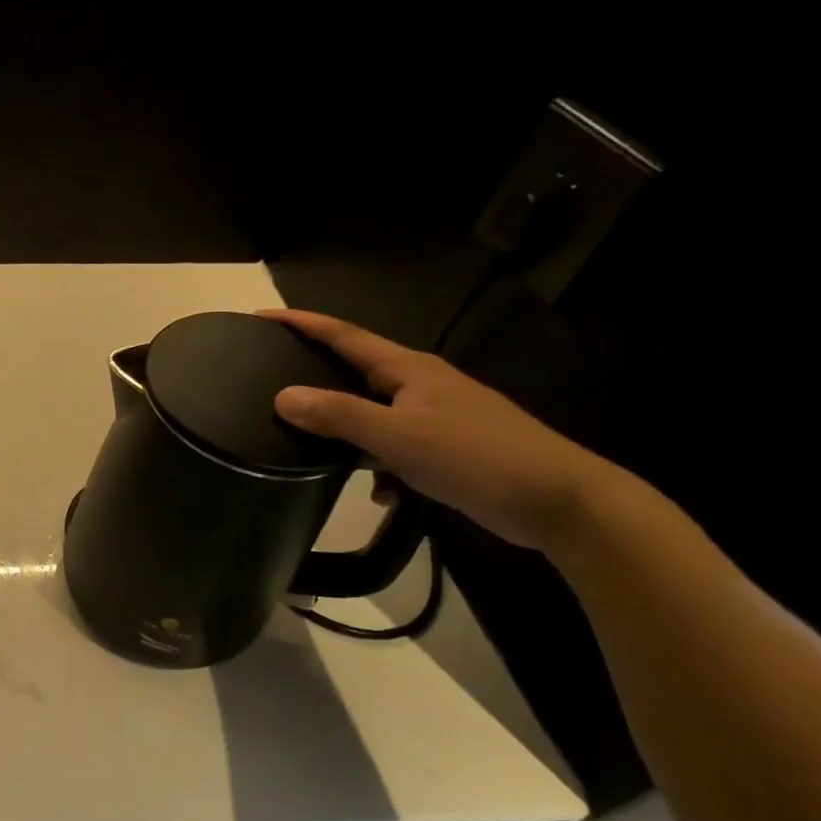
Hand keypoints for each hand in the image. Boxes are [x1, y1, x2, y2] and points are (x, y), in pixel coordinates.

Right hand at [258, 309, 618, 551]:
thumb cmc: (477, 457)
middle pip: (354, 370)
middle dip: (315, 374)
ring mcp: (435, 415)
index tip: (259, 318)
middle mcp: (419, 384)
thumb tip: (283, 396)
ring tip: (312, 448)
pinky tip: (380, 492)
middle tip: (271, 378)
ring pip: (372, 414)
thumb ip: (339, 415)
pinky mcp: (446, 447)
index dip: (301, 323)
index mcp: (407, 369)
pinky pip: (394, 447)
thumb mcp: (398, 437)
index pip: (342, 335)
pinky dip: (379, 465)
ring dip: (346, 432)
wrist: (560, 502)